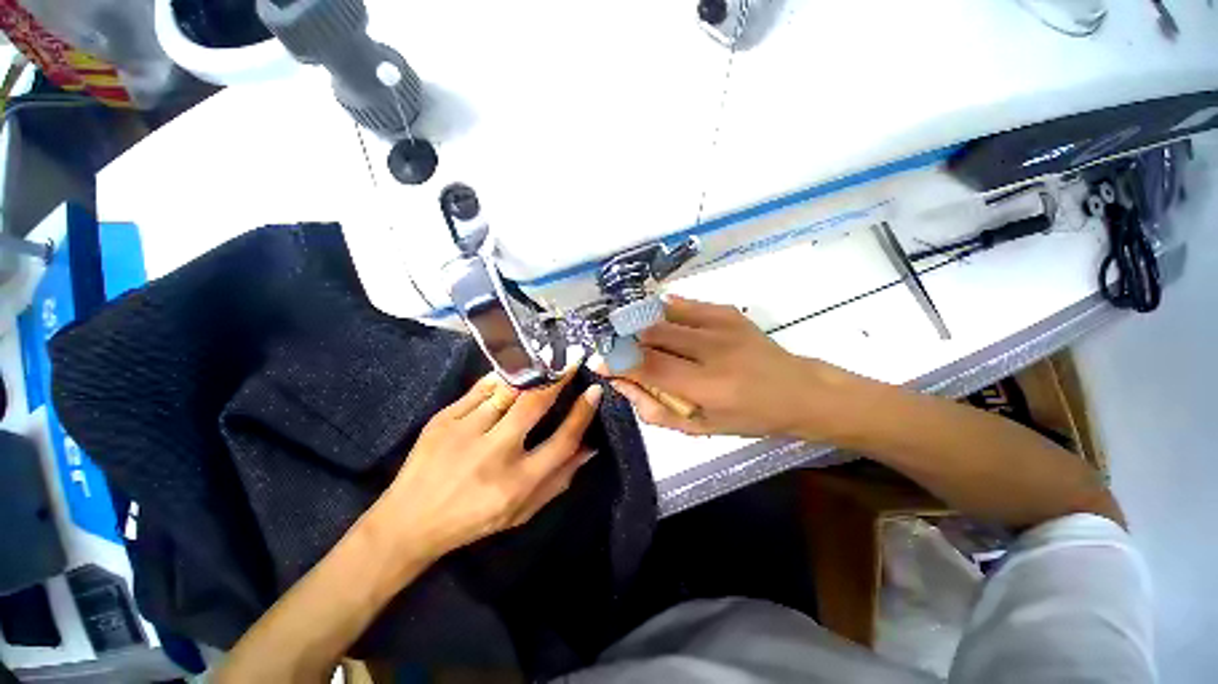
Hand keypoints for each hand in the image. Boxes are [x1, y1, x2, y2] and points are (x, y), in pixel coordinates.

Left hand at [369, 367, 601, 563]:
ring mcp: (465, 432)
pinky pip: (480, 389)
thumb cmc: (474, 519)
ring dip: (533, 372)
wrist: (409, 521)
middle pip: (535, 405)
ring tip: (547, 357)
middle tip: (572, 360)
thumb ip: (559, 480)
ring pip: (508, 390)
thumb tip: (589, 447)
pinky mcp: (443, 419)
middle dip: (558, 378)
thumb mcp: (522, 511)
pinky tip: (514, 370)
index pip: (562, 440)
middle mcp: (494, 454)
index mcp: (517, 482)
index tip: (594, 391)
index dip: (583, 413)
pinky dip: (501, 377)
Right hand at [596, 296, 859, 439]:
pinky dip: (663, 311)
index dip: (619, 363)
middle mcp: (713, 351)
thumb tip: (622, 385)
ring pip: (664, 314)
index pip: (650, 368)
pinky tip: (658, 320)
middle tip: (614, 346)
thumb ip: (656, 411)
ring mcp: (722, 325)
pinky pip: (683, 304)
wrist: (798, 390)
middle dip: (625, 339)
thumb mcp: (701, 428)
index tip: (598, 362)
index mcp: (708, 386)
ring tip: (631, 332)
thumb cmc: (748, 418)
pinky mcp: (728, 311)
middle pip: (653, 334)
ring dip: (640, 322)